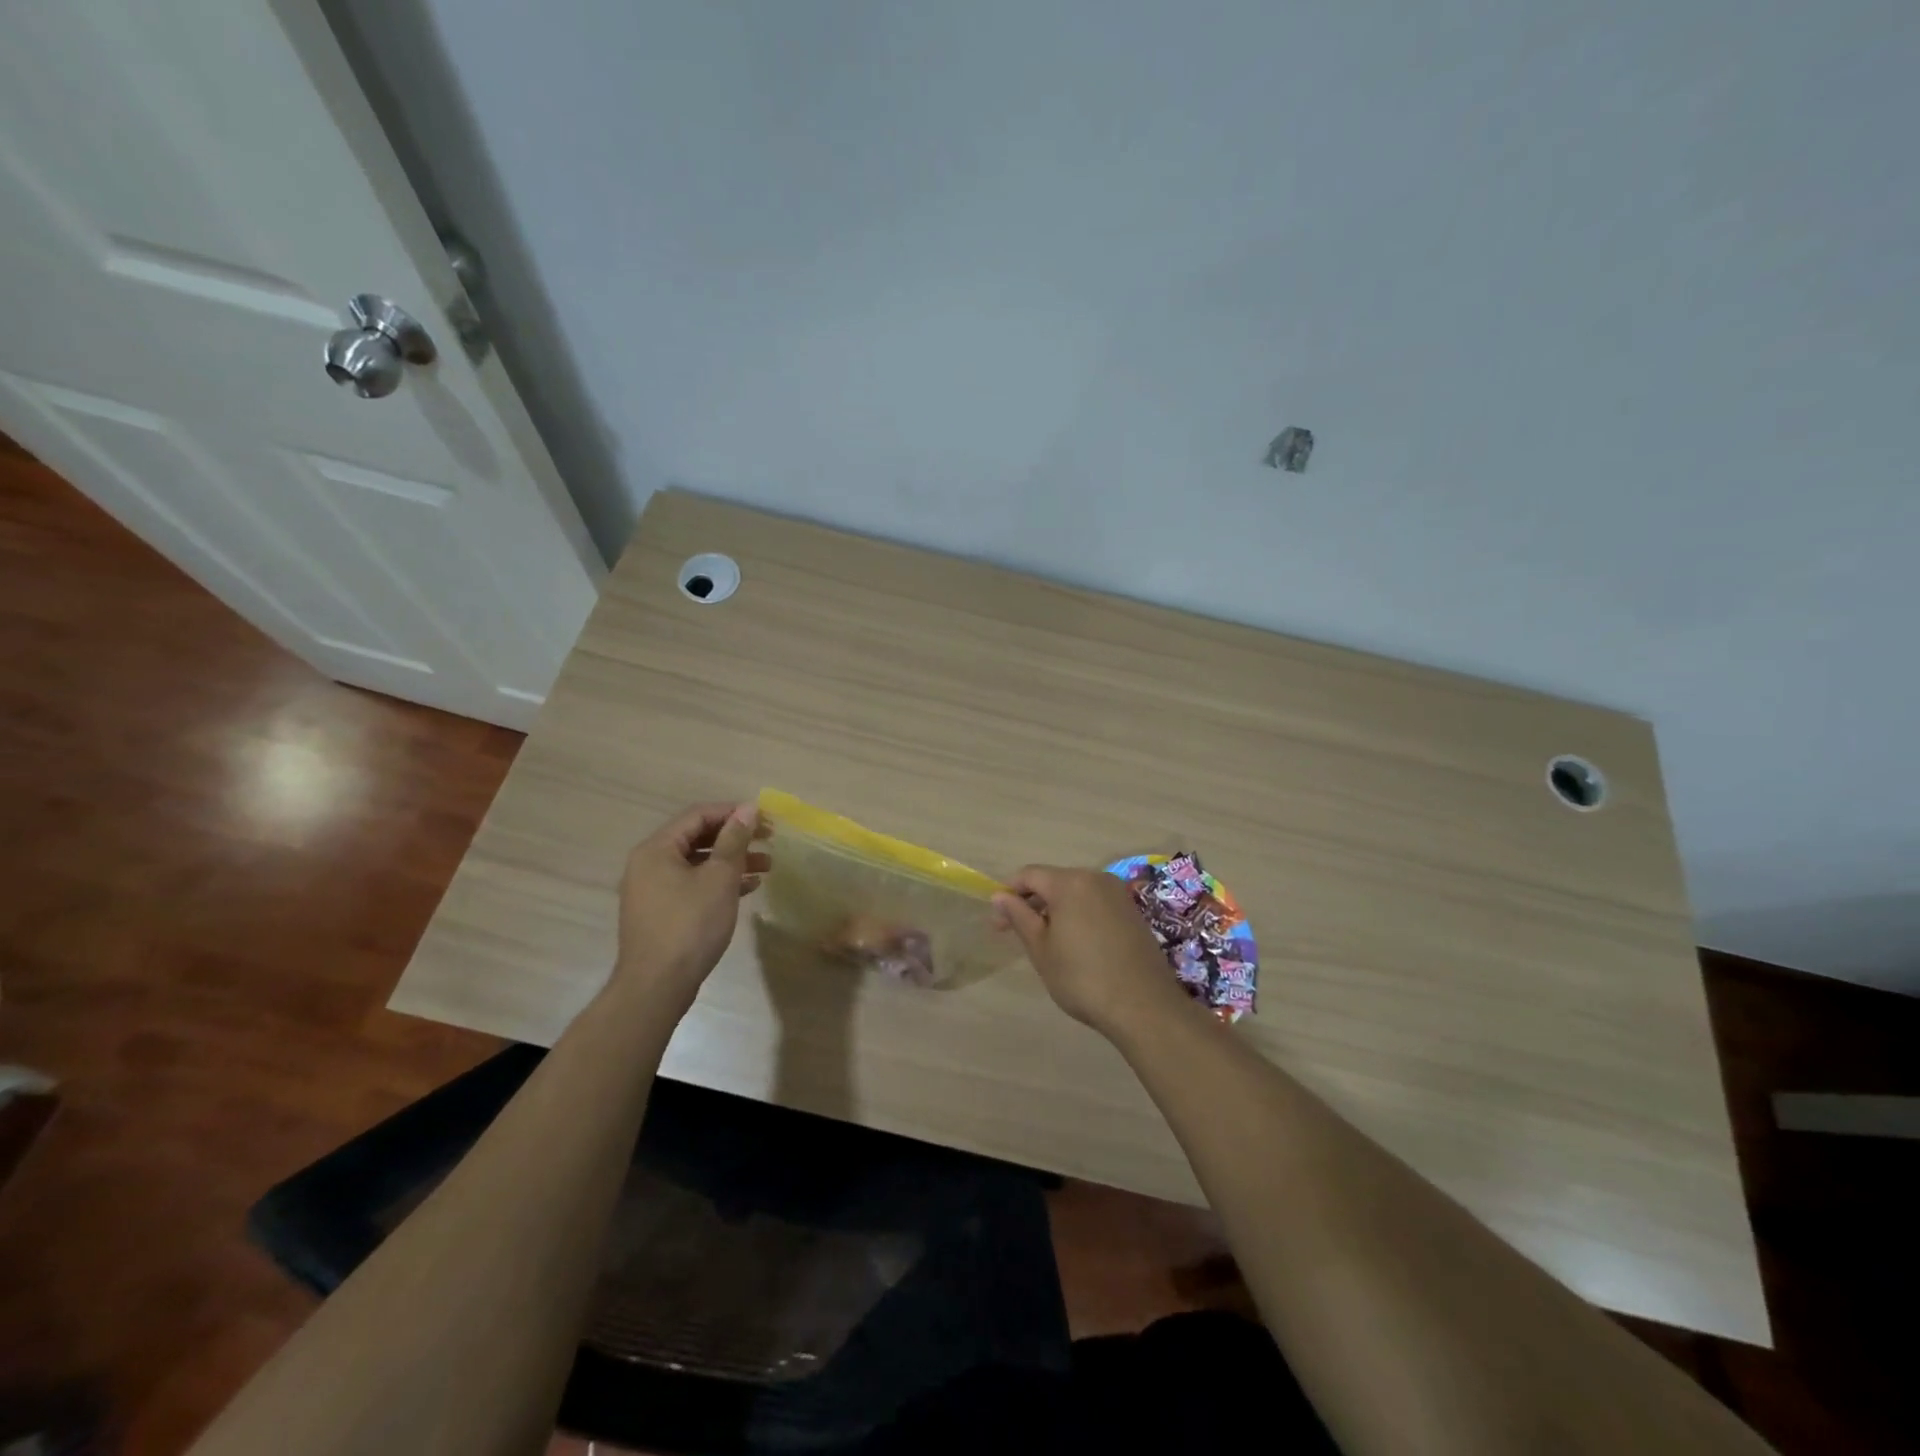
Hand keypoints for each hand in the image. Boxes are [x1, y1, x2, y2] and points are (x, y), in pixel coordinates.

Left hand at [616, 802, 770, 1010]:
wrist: (657, 986)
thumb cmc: (690, 925)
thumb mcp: (719, 878)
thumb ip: (734, 840)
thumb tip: (748, 809)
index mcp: (657, 849)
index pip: (698, 815)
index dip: (733, 812)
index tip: (765, 818)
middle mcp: (649, 864)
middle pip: (697, 838)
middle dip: (735, 838)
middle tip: (769, 839)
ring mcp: (653, 890)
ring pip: (698, 863)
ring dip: (732, 861)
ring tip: (767, 865)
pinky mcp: (661, 913)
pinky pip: (693, 885)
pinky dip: (719, 882)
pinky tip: (748, 888)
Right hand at [991, 866, 1184, 1037]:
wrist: (1143, 1006)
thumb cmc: (1082, 978)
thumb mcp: (1041, 949)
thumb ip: (1019, 916)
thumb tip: (999, 896)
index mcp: (1070, 882)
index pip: (1029, 875)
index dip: (1009, 895)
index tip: (999, 925)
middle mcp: (1096, 878)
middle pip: (1054, 881)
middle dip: (1032, 903)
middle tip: (1020, 935)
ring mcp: (1118, 894)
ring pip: (1075, 892)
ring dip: (1056, 910)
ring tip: (1047, 942)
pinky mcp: (1132, 912)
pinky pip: (1095, 903)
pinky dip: (1079, 915)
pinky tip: (1077, 945)